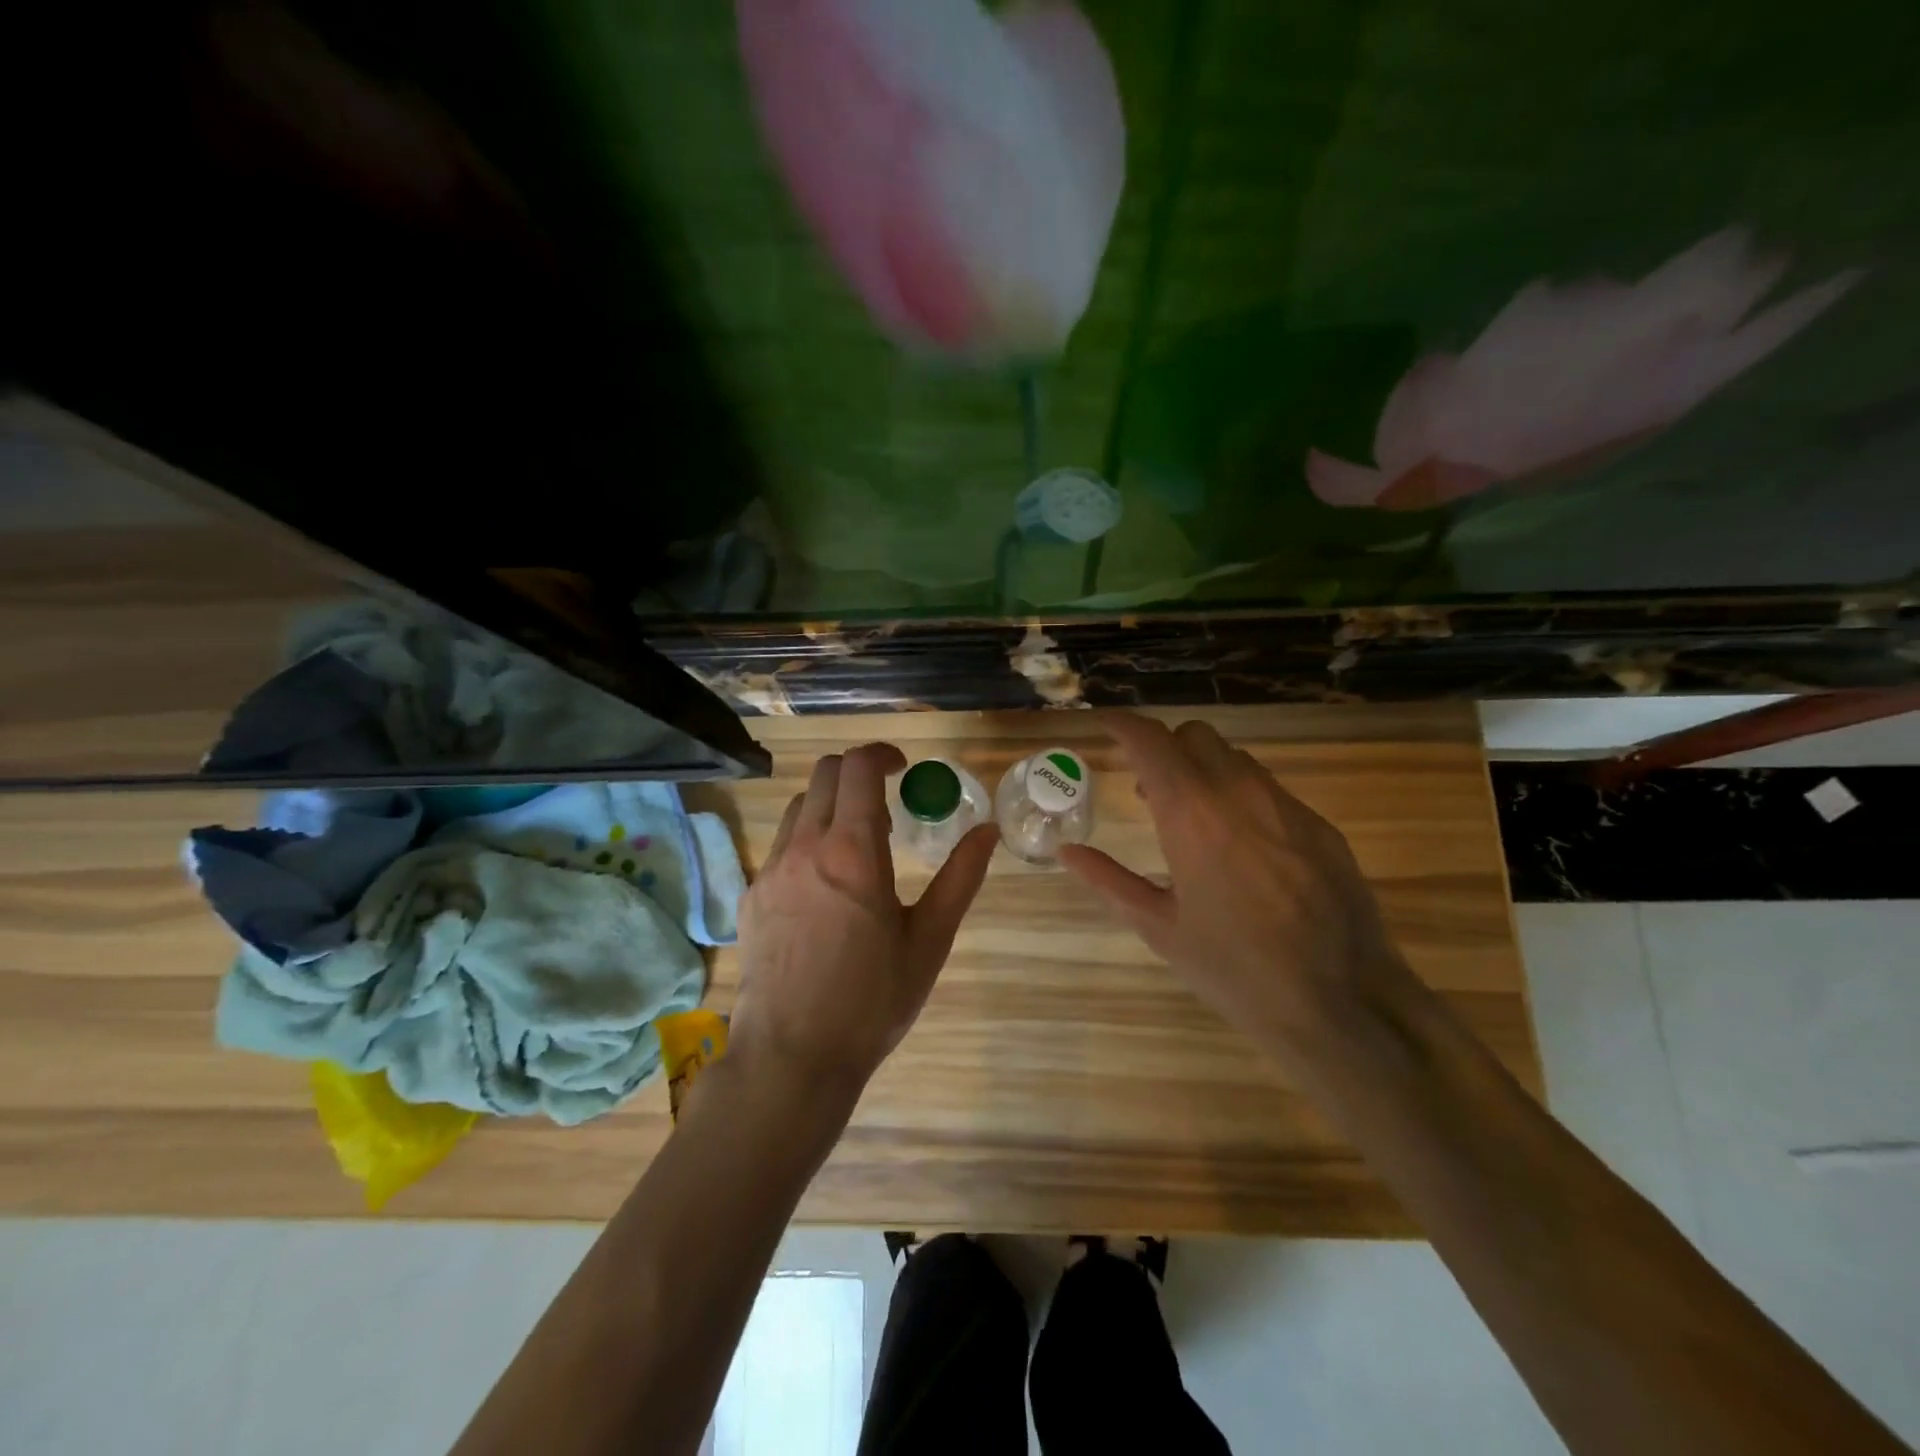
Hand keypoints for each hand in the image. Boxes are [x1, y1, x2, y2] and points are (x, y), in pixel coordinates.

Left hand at [731, 743, 996, 1099]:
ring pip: (799, 807)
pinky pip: (781, 844)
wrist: (792, 1056)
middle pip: (824, 774)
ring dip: (831, 805)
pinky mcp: (752, 895)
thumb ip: (960, 878)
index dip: (882, 754)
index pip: (858, 768)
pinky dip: (807, 839)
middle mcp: (805, 847)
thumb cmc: (872, 1001)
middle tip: (886, 805)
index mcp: (853, 852)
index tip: (903, 768)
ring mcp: (771, 870)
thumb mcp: (929, 940)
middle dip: (857, 772)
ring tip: (857, 845)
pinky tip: (825, 886)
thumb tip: (987, 831)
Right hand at [1058, 714, 1409, 1054]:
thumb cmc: (1233, 968)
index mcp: (1191, 814)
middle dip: (1165, 747)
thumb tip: (1067, 851)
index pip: (1151, 741)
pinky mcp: (1320, 826)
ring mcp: (1286, 806)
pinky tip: (1243, 848)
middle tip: (1148, 787)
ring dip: (1204, 770)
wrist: (1340, 1002)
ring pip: (1236, 758)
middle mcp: (1239, 794)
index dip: (1123, 724)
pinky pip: (1270, 790)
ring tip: (1194, 818)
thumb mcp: (1159, 927)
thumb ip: (1108, 880)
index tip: (1106, 725)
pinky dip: (1242, 796)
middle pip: (1195, 736)